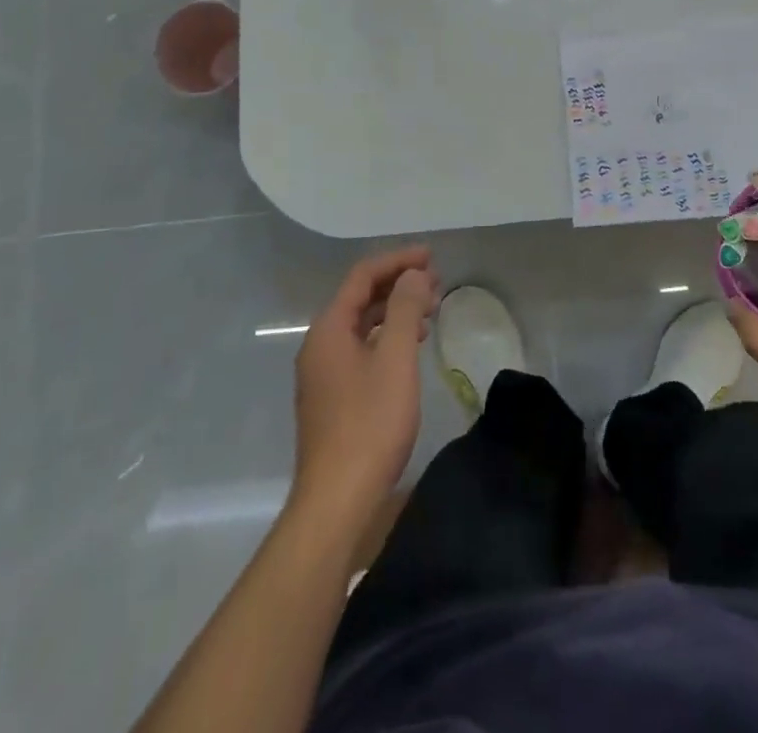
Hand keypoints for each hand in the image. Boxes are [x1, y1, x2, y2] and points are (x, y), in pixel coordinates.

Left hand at [291, 245, 438, 521]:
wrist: (337, 500)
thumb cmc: (369, 423)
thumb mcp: (395, 358)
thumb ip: (404, 309)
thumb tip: (413, 274)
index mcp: (329, 329)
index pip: (362, 276)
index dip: (398, 260)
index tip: (431, 256)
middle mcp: (320, 344)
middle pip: (360, 298)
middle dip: (399, 284)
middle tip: (437, 282)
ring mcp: (323, 373)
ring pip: (362, 325)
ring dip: (395, 311)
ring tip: (431, 310)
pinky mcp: (332, 397)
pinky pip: (361, 348)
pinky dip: (387, 337)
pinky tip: (410, 346)